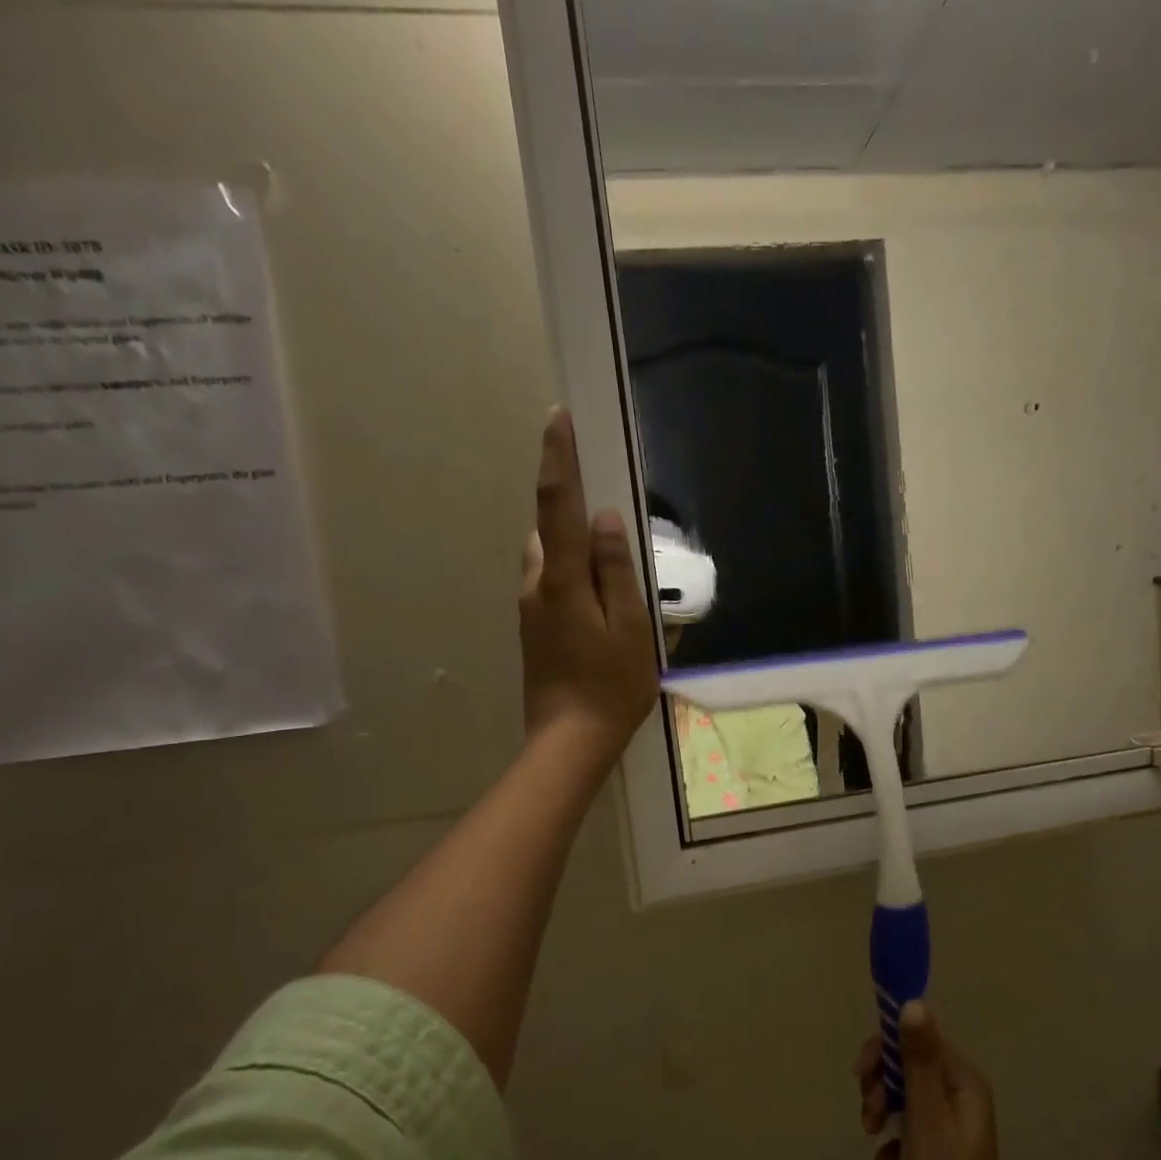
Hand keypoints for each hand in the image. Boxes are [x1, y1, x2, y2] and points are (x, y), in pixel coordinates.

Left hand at [519, 409, 658, 769]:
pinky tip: (598, 602)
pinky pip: (550, 584)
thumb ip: (616, 570)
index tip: (557, 418)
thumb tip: (603, 518)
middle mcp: (536, 586)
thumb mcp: (630, 628)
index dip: (558, 459)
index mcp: (561, 580)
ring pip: (549, 559)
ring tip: (610, 569)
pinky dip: (571, 575)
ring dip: (572, 547)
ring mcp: (530, 610)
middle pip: (549, 529)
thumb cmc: (611, 687)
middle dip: (569, 507)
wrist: (569, 742)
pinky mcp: (533, 630)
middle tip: (605, 510)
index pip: (556, 505)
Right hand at [856, 1003, 1017, 1159]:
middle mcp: (961, 1099)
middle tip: (869, 1113)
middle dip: (882, 1086)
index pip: (920, 1039)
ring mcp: (950, 1131)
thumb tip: (913, 1002)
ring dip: (883, 1116)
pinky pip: (905, 1136)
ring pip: (903, 1101)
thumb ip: (918, 1059)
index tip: (861, 1073)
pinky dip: (893, 1149)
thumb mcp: (925, 1115)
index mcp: (964, 1083)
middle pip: (909, 1069)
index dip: (886, 1050)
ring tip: (876, 1142)